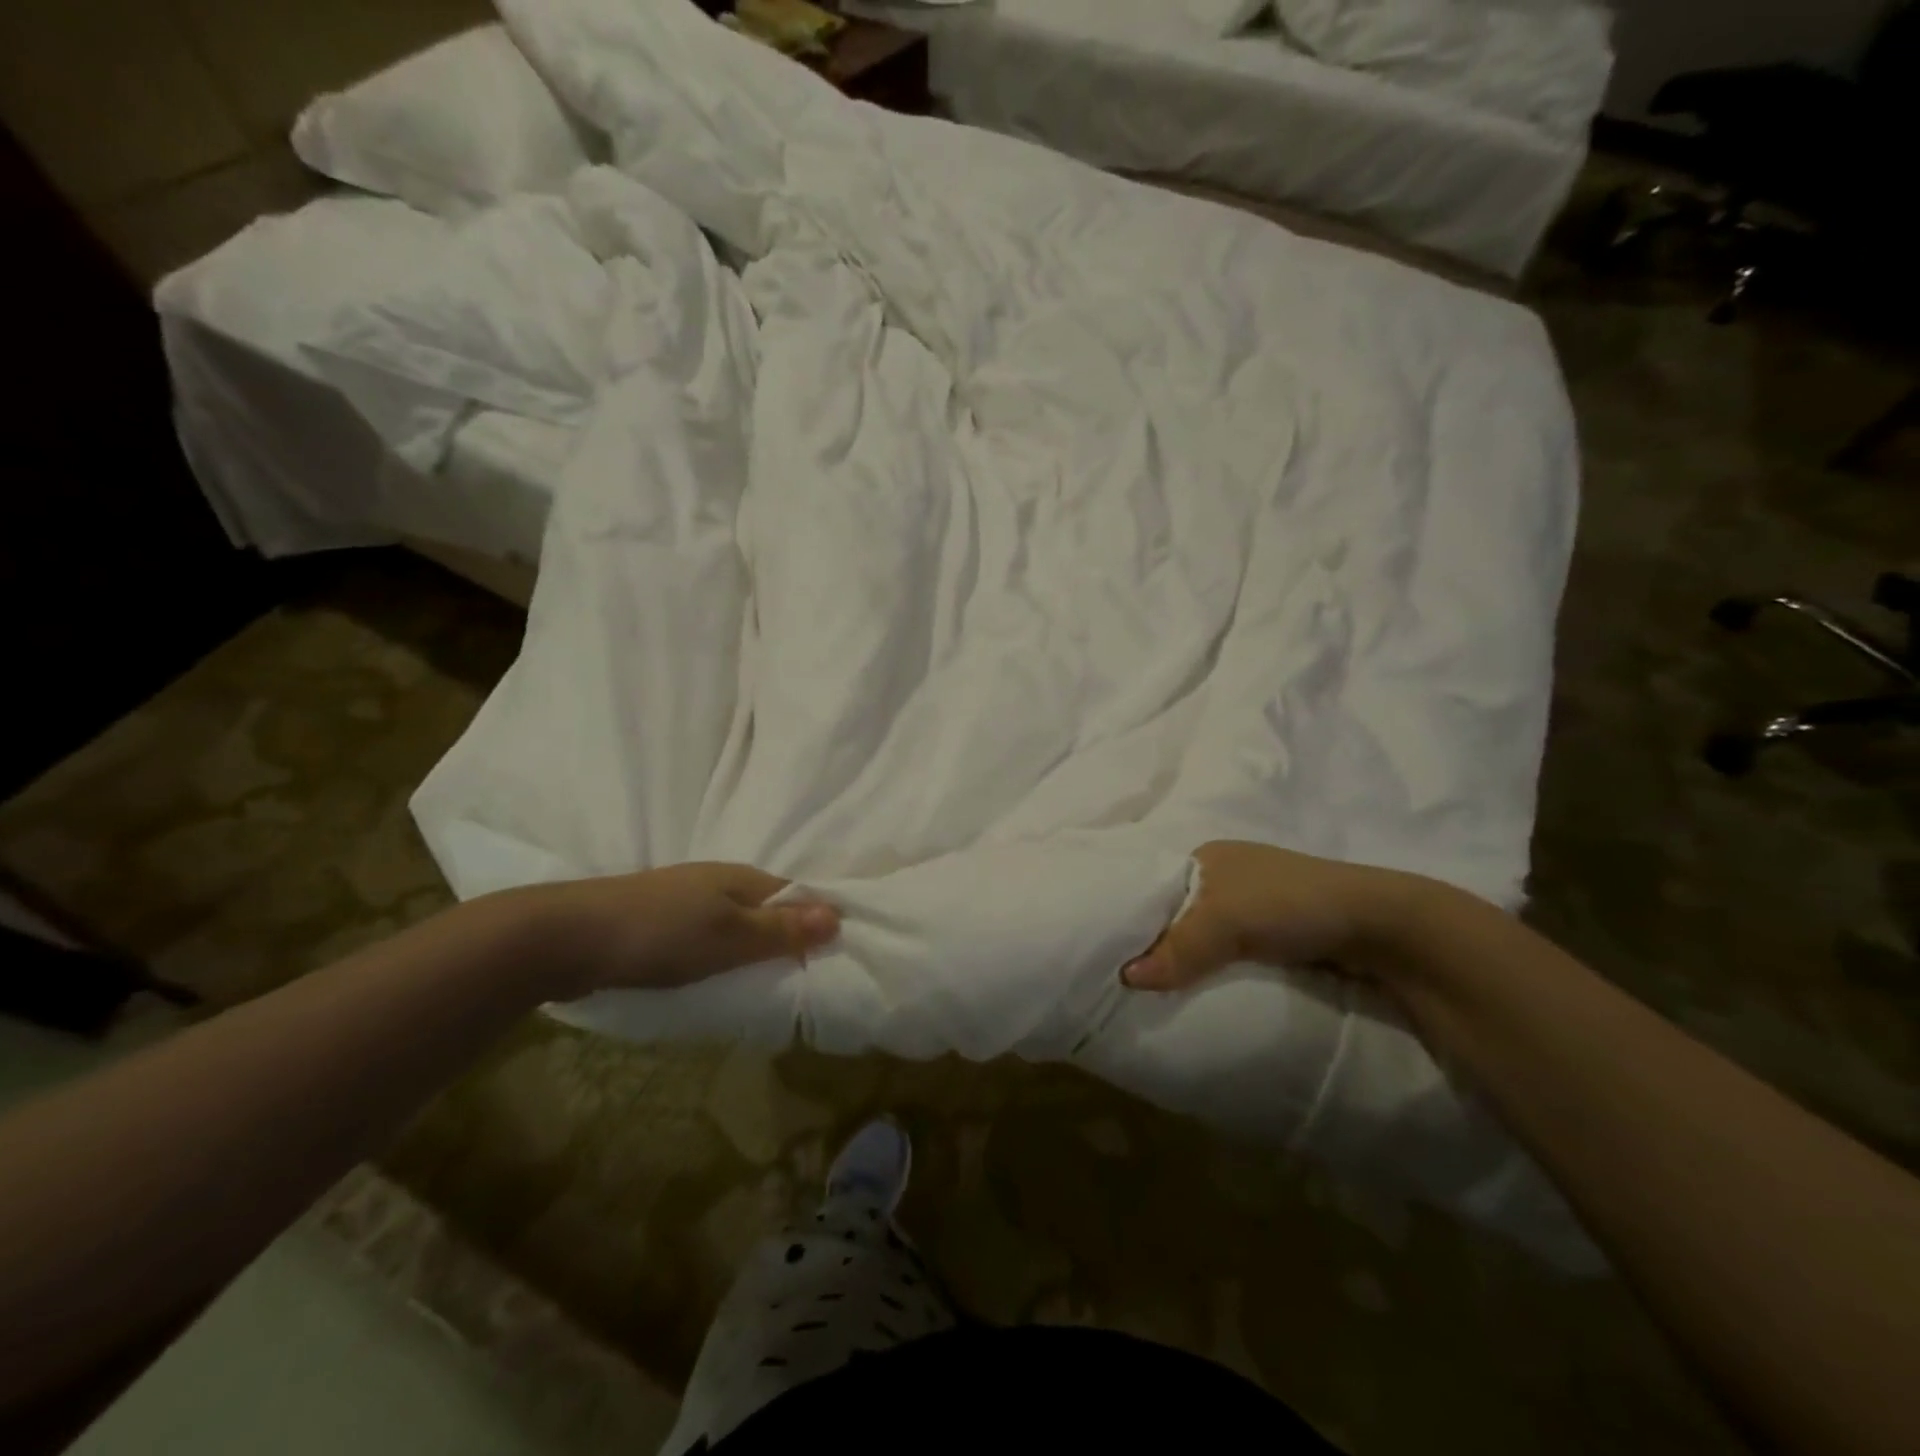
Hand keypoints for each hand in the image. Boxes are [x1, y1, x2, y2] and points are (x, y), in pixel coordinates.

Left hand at [514, 863, 840, 998]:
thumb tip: (839, 914)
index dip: (819, 921)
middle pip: (769, 908)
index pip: (797, 895)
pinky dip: (724, 955)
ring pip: (738, 923)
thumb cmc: (660, 934)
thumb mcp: (730, 936)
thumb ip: (782, 929)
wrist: (568, 937)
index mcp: (743, 878)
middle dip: (789, 937)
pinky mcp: (661, 923)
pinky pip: (709, 936)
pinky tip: (719, 977)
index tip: (838, 957)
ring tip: (768, 985)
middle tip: (807, 980)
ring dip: (755, 948)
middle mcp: (720, 882)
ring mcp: (687, 901)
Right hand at [1121, 841, 1423, 992]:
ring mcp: (1250, 906)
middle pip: (1173, 912)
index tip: (1104, 945)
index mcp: (1205, 857)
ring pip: (1199, 935)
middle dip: (1153, 939)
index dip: (1128, 912)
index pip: (1150, 885)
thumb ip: (1177, 948)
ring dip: (1182, 958)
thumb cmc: (1289, 902)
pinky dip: (1208, 968)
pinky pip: (1224, 953)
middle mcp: (1222, 876)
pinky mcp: (1271, 935)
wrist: (1377, 925)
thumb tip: (1125, 978)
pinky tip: (1194, 988)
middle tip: (1122, 974)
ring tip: (1150, 988)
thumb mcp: (1226, 919)